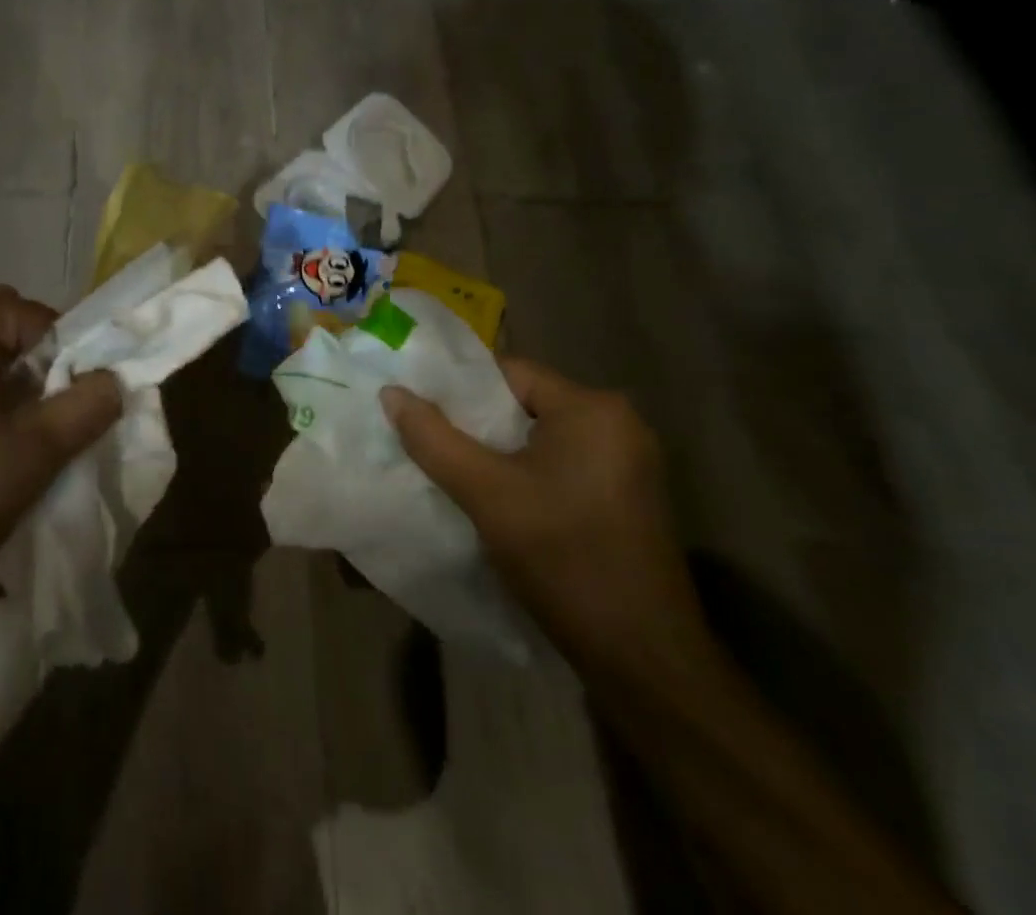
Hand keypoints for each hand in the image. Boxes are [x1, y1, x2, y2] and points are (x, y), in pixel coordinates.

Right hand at [381, 361, 714, 678]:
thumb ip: (434, 439)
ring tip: (453, 470)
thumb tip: (392, 393)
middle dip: (476, 423)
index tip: (420, 409)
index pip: (509, 373)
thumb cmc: (564, 560)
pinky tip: (497, 500)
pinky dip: (527, 473)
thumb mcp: (487, 495)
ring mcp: (628, 462)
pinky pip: (562, 464)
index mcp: (593, 408)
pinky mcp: (627, 496)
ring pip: (541, 437)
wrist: (643, 661)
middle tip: (428, 441)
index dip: (459, 389)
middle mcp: (618, 423)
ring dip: (499, 452)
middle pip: (525, 404)